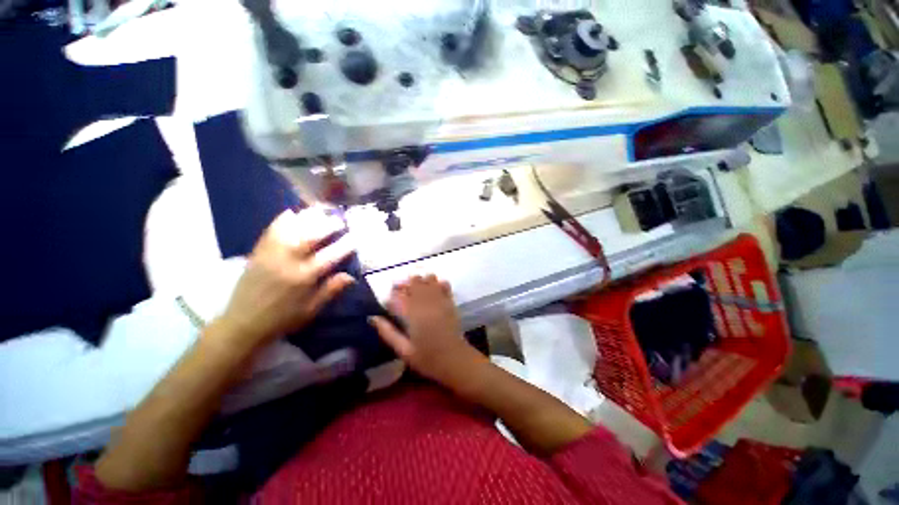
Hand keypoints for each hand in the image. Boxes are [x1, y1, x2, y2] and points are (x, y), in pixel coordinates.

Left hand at [219, 208, 355, 350]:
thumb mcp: (311, 310)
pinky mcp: (258, 253)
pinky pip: (270, 231)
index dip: (344, 246)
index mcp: (303, 279)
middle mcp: (287, 262)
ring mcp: (270, 255)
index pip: (329, 256)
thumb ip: (330, 291)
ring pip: (291, 230)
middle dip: (328, 226)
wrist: (242, 323)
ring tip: (320, 211)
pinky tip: (292, 212)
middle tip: (340, 220)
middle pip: (310, 237)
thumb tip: (350, 276)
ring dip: (308, 218)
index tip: (355, 238)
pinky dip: (282, 220)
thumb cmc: (282, 319)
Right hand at [369, 275, 484, 386]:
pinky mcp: (450, 303)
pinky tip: (435, 283)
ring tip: (416, 284)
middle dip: (405, 283)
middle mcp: (426, 305)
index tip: (388, 299)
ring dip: (421, 279)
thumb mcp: (403, 351)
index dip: (391, 295)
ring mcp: (440, 302)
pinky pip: (445, 286)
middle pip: (414, 283)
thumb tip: (372, 318)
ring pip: (429, 281)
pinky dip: (438, 282)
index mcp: (412, 316)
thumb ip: (388, 332)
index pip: (397, 297)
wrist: (455, 360)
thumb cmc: (427, 359)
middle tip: (400, 288)